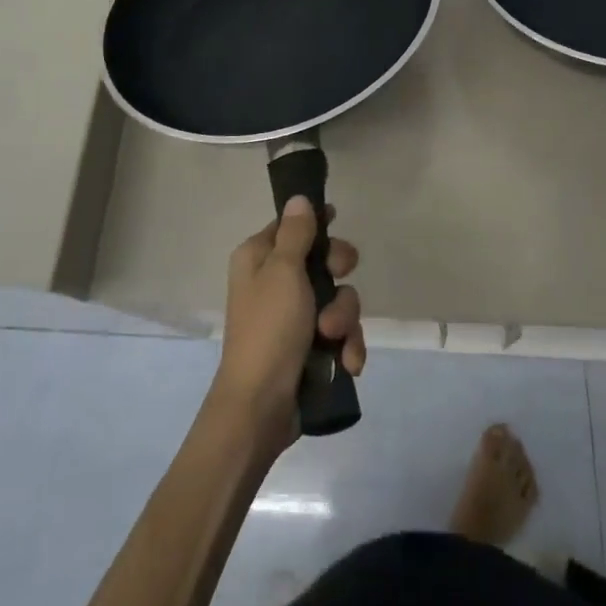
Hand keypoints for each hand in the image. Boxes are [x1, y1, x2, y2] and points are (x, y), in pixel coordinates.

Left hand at [209, 197, 364, 451]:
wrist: (260, 408)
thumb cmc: (269, 329)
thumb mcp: (283, 272)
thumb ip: (296, 233)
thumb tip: (298, 197)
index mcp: (259, 259)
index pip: (291, 226)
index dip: (316, 224)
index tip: (337, 222)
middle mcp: (275, 283)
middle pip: (323, 261)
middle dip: (338, 277)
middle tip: (338, 278)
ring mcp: (294, 318)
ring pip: (338, 299)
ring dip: (343, 319)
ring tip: (333, 340)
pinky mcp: (310, 349)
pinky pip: (341, 334)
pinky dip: (346, 346)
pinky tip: (347, 362)